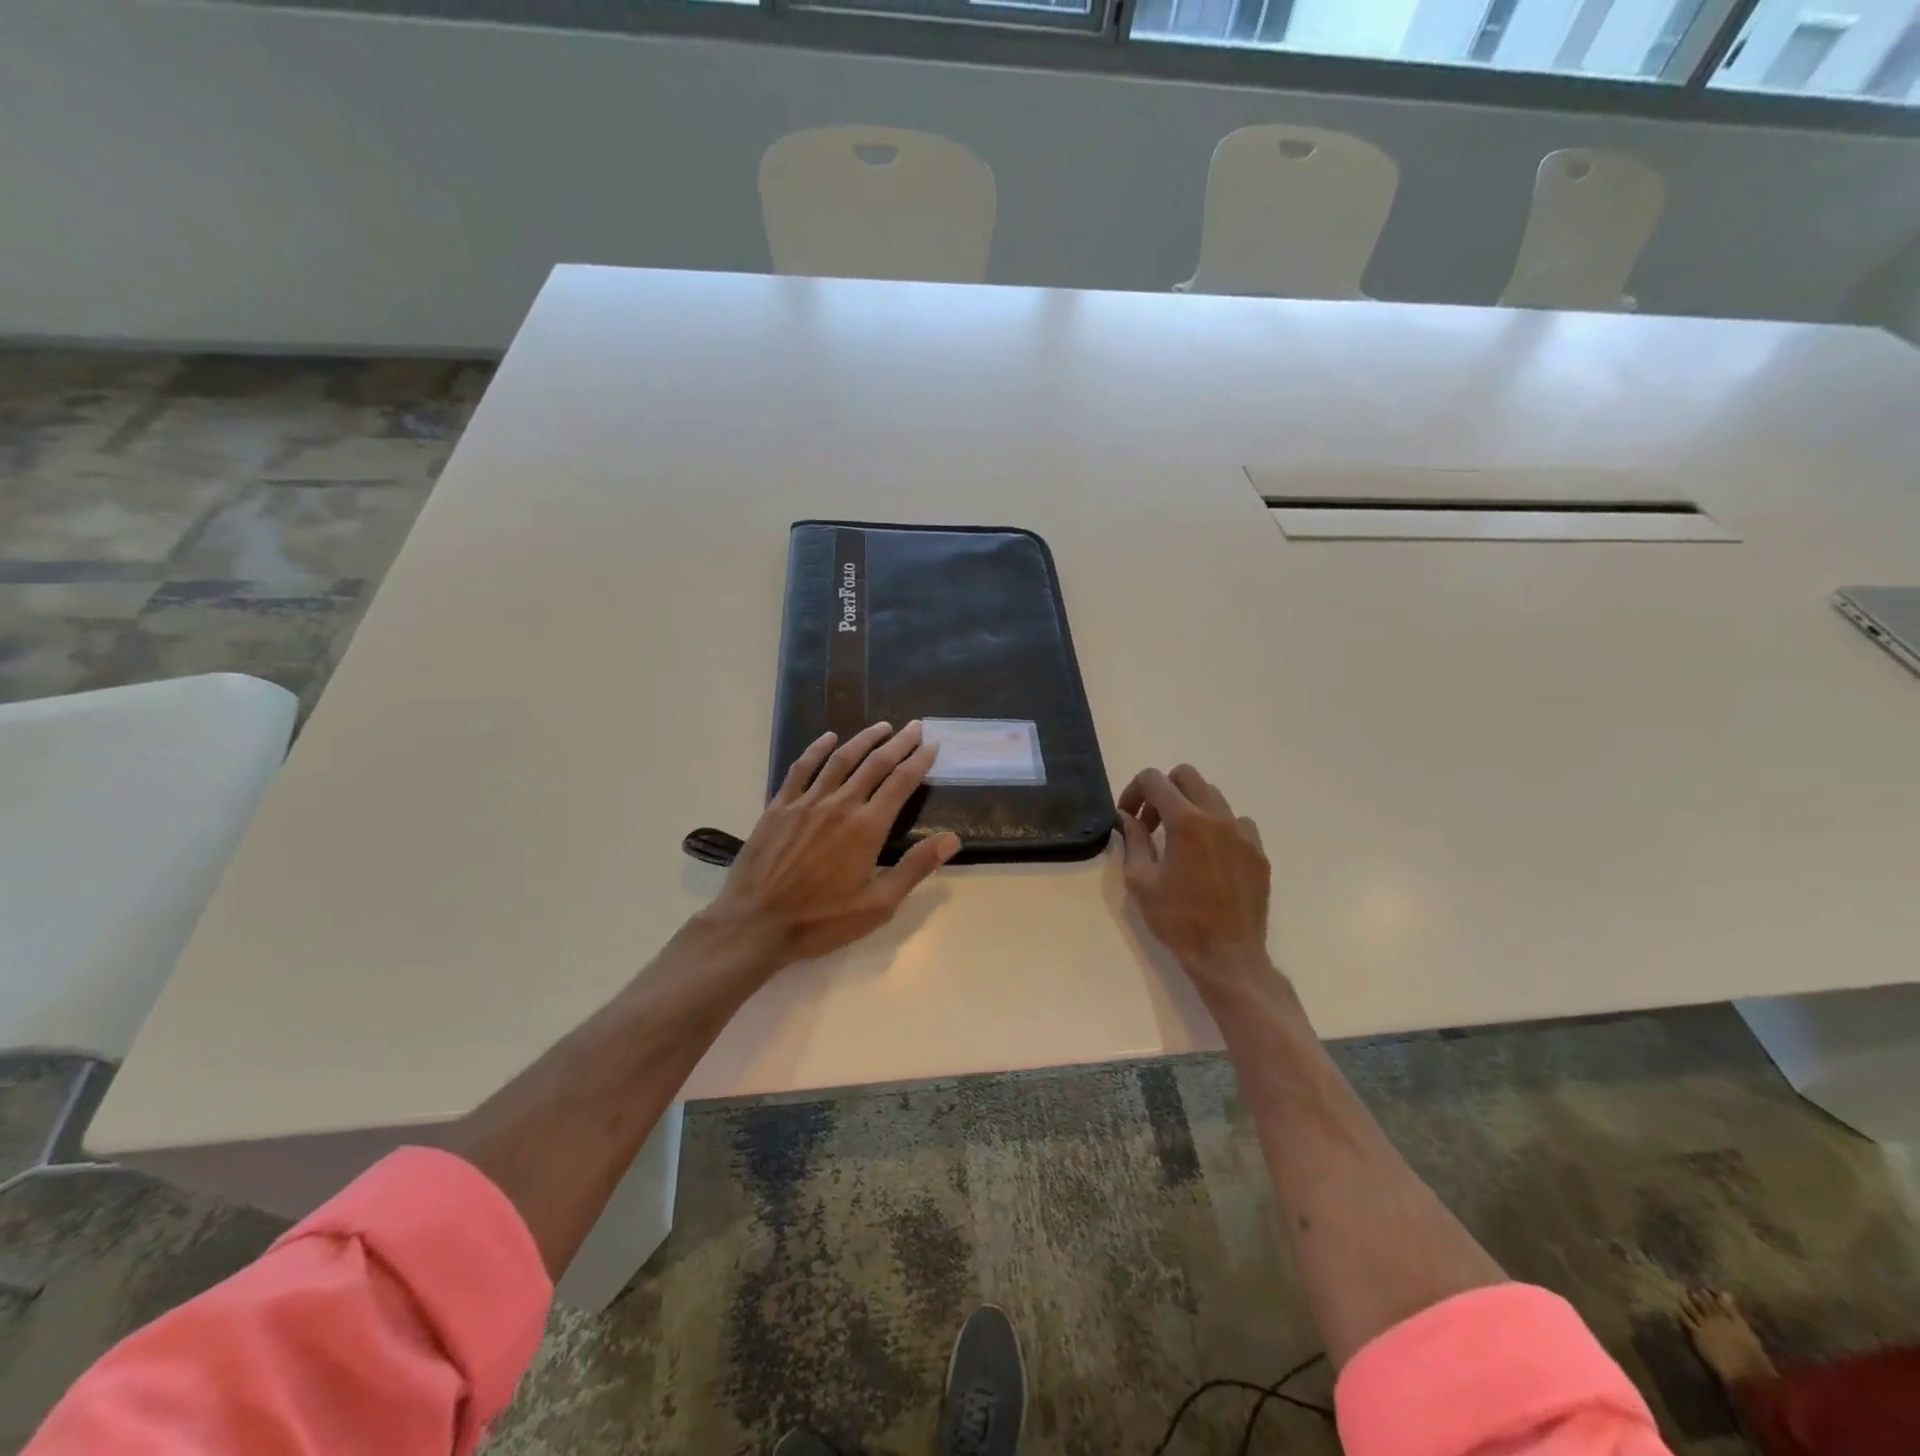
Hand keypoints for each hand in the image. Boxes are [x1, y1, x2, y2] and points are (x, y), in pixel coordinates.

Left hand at [701, 721, 960, 968]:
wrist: (755, 924)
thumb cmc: (821, 920)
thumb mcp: (877, 905)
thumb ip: (914, 868)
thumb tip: (952, 839)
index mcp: (867, 828)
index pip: (901, 783)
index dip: (919, 761)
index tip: (932, 745)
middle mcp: (840, 805)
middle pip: (875, 764)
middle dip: (898, 743)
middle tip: (914, 726)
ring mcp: (806, 802)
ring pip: (840, 759)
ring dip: (863, 739)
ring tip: (882, 726)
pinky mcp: (779, 806)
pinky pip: (802, 768)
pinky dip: (817, 749)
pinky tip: (828, 738)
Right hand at [1118, 764, 1273, 1001]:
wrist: (1227, 956)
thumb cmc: (1178, 920)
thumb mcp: (1141, 880)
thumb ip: (1133, 840)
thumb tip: (1126, 817)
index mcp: (1186, 821)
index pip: (1154, 779)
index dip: (1134, 791)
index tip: (1129, 817)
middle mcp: (1218, 817)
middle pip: (1187, 776)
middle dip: (1163, 791)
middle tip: (1151, 824)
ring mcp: (1244, 833)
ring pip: (1213, 796)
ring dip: (1190, 806)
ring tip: (1179, 841)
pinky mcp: (1258, 852)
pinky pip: (1236, 821)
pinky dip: (1217, 826)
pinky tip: (1208, 856)